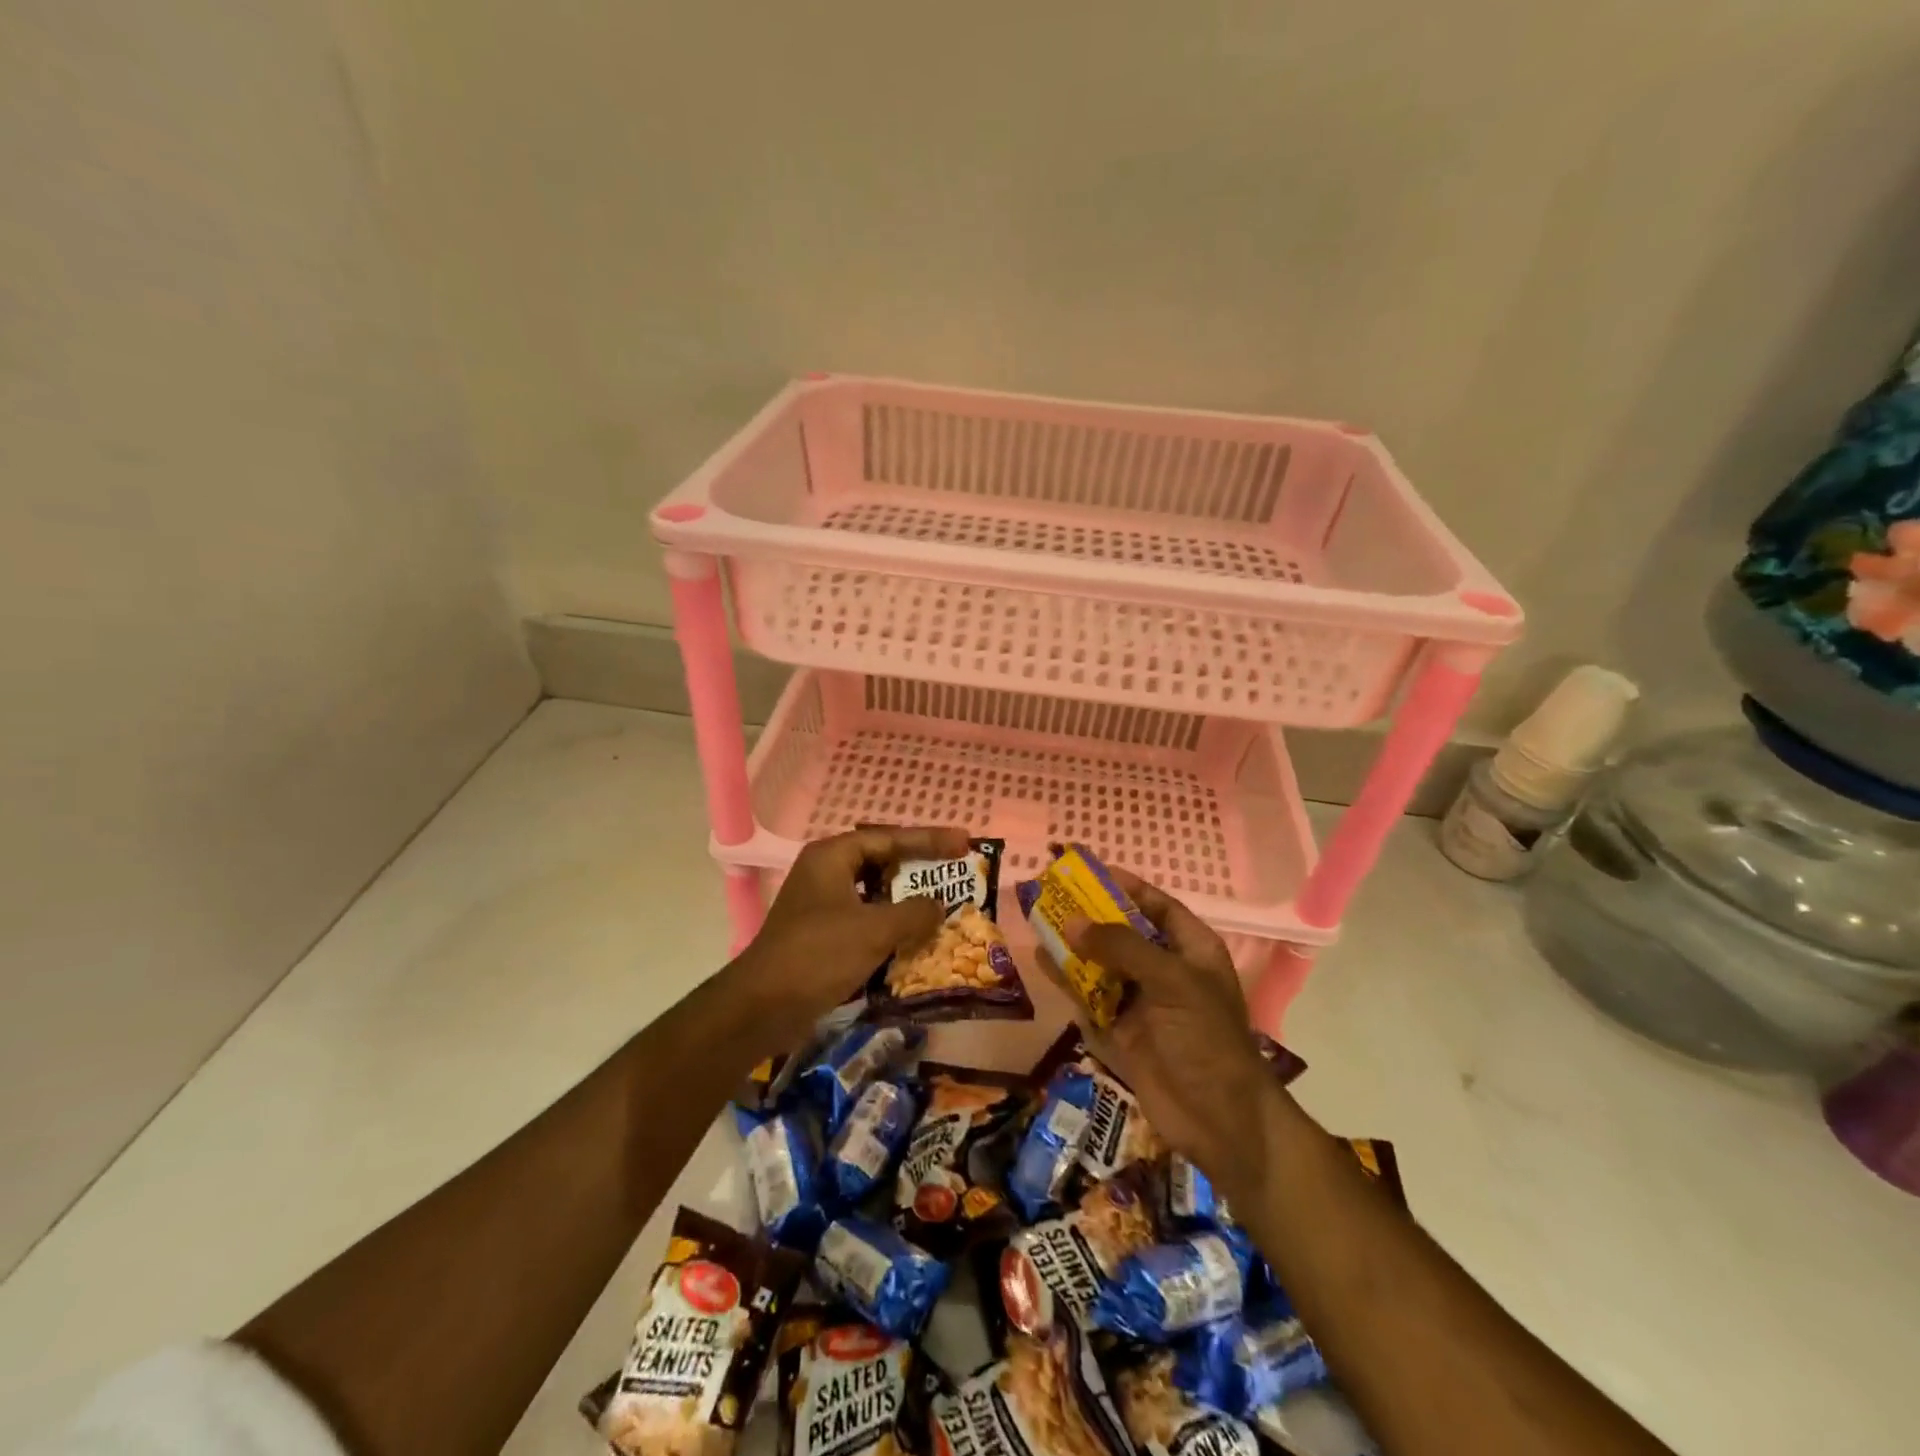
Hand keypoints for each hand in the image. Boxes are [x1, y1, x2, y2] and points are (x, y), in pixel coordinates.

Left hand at [730, 826, 969, 1031]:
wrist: (762, 1007)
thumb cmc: (818, 955)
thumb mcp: (875, 929)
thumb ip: (914, 912)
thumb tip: (938, 906)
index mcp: (832, 857)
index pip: (889, 838)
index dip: (929, 839)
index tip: (964, 842)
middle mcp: (825, 873)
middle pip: (881, 861)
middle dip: (918, 867)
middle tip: (954, 869)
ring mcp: (821, 905)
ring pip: (874, 893)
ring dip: (906, 899)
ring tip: (941, 902)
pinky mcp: (822, 935)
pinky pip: (865, 919)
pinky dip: (890, 925)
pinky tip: (914, 938)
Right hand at [1046, 869, 1276, 1203]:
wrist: (1218, 1119)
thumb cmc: (1204, 1037)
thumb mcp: (1170, 981)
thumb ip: (1121, 947)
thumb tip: (1072, 922)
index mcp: (1191, 950)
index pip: (1157, 907)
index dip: (1126, 887)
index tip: (1089, 872)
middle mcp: (1165, 971)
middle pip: (1122, 933)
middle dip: (1090, 915)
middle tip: (1051, 893)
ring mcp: (1141, 1003)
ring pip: (1100, 964)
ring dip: (1073, 945)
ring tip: (1038, 919)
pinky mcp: (1120, 1031)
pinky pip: (1088, 997)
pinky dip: (1066, 980)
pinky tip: (1040, 960)